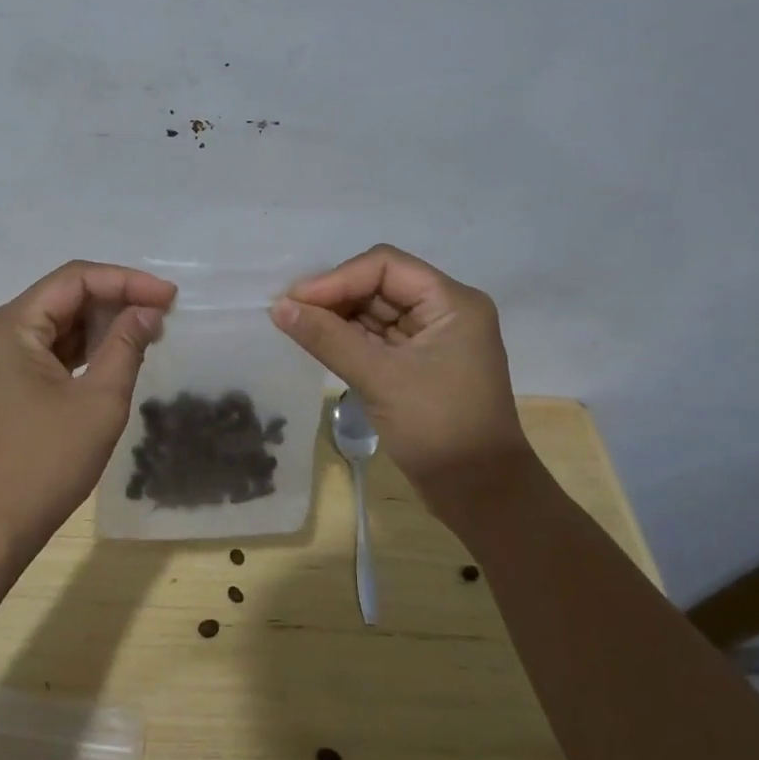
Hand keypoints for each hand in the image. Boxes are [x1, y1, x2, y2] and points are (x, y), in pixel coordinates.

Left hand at [0, 261, 176, 562]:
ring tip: (144, 336)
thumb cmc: (46, 464)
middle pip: (59, 299)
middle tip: (161, 318)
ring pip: (49, 326)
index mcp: (7, 327)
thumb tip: (147, 312)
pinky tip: (108, 358)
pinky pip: (37, 353)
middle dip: (113, 303)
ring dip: (95, 328)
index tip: (169, 297)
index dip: (127, 281)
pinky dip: (74, 352)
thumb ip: (126, 345)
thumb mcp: (100, 401)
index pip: (74, 279)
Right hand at [270, 245, 529, 507]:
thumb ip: (328, 338)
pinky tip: (317, 342)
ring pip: (376, 312)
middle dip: (335, 297)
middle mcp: (444, 312)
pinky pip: (378, 339)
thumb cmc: (438, 428)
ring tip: (295, 326)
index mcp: (451, 303)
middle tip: (288, 313)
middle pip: (380, 285)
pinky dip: (348, 339)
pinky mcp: (418, 364)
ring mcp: (432, 339)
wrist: (479, 493)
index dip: (337, 278)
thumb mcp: (380, 379)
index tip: (295, 300)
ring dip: (337, 318)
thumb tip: (279, 307)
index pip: (385, 267)